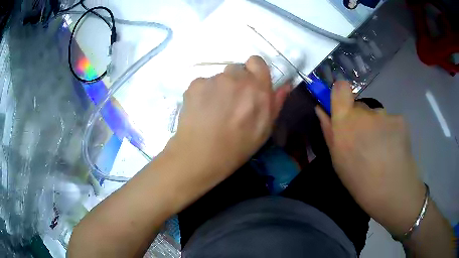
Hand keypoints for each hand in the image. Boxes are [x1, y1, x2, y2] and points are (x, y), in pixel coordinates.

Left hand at [167, 56, 290, 187]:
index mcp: (258, 87)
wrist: (203, 154)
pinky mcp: (195, 84)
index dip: (253, 70)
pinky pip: (202, 83)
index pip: (256, 61)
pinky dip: (203, 94)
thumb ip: (276, 102)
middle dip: (236, 82)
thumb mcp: (265, 128)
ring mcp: (214, 79)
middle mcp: (237, 77)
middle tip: (231, 103)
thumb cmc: (239, 146)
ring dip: (219, 88)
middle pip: (237, 70)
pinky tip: (201, 111)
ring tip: (214, 110)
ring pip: (218, 78)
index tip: (250, 84)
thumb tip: (285, 85)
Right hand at [316, 81, 425, 235]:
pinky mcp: (400, 119)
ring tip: (381, 150)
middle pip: (359, 106)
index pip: (341, 89)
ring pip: (376, 115)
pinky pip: (390, 120)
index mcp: (345, 123)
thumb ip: (329, 131)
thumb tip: (321, 109)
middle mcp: (365, 113)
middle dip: (360, 120)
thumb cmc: (360, 181)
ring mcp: (385, 114)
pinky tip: (393, 149)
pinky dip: (390, 131)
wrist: (392, 191)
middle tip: (365, 143)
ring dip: (376, 127)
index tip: (343, 107)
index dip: (340, 93)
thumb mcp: (338, 160)